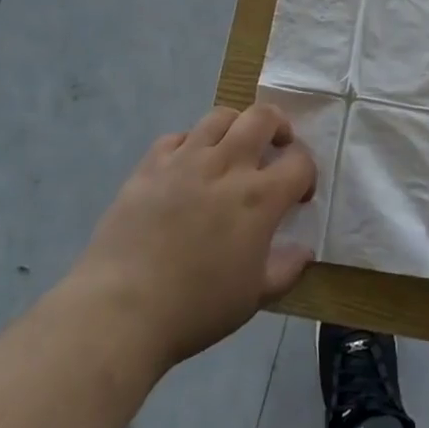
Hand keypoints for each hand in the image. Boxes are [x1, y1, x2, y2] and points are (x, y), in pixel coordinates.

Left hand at [79, 103, 315, 371]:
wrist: (121, 310)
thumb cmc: (195, 308)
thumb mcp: (253, 297)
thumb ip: (285, 269)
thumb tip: (304, 251)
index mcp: (259, 197)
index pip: (299, 161)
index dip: (307, 173)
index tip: (299, 195)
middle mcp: (226, 165)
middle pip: (263, 117)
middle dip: (279, 126)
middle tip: (275, 147)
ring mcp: (185, 160)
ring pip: (220, 117)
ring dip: (235, 127)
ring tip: (232, 149)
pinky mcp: (150, 165)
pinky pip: (177, 137)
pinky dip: (190, 144)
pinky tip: (187, 167)